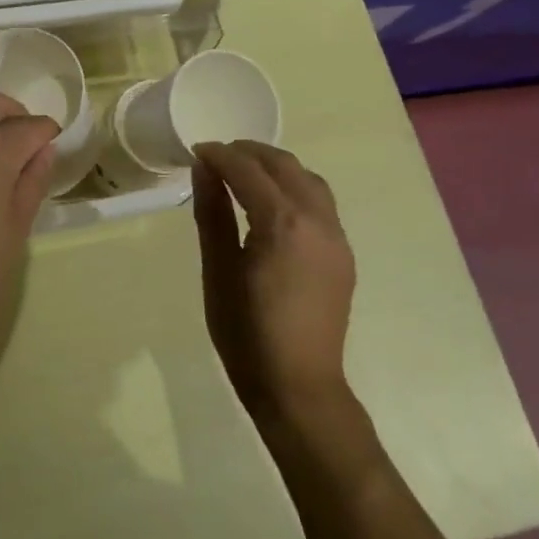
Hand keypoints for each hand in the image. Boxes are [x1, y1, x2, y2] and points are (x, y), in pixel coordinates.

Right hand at [193, 141, 355, 421]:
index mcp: (282, 224)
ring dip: (275, 167)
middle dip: (248, 153)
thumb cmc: (246, 332)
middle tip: (216, 158)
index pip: (248, 170)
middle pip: (284, 165)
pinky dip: (294, 187)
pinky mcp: (343, 254)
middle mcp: (317, 220)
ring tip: (244, 174)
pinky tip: (271, 203)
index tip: (195, 152)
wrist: (299, 386)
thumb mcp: (217, 269)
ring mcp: (336, 237)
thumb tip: (204, 169)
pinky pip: (320, 202)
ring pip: (308, 179)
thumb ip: (212, 213)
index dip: (219, 155)